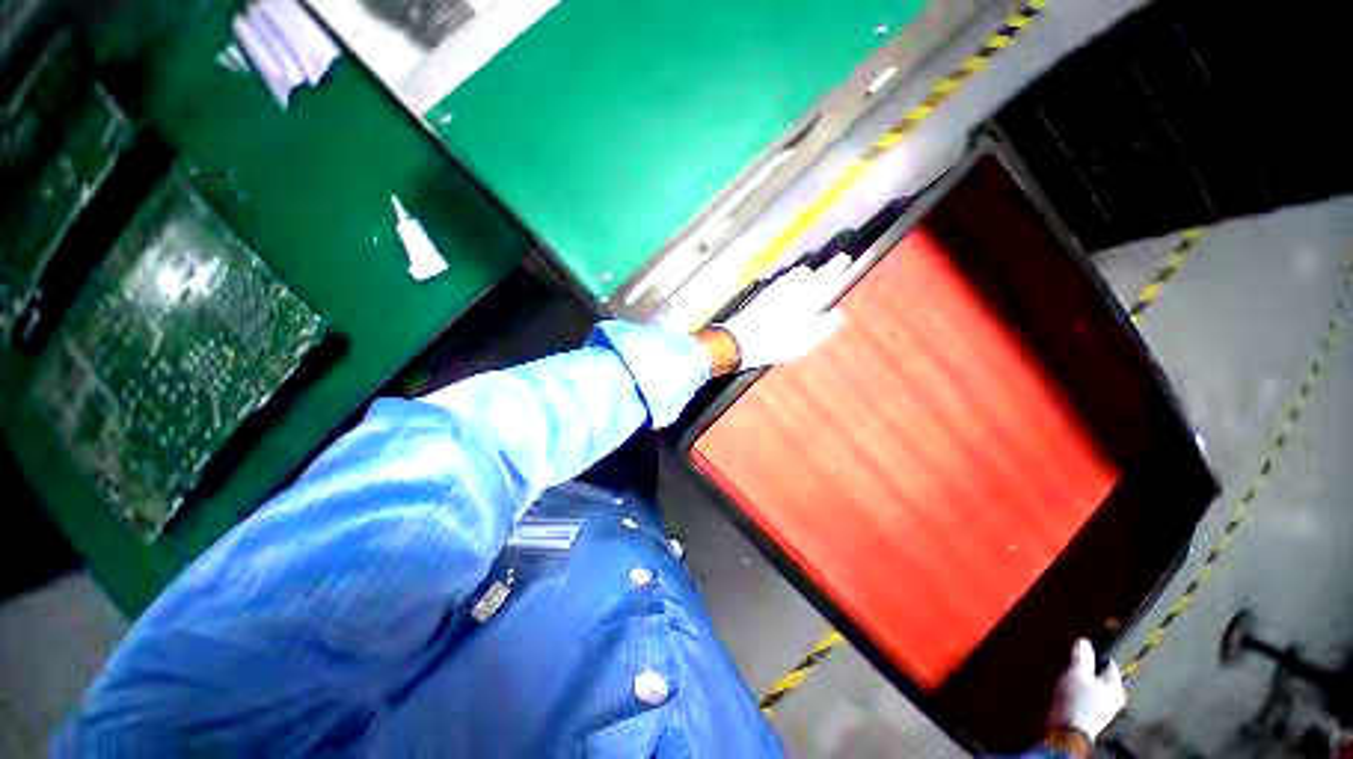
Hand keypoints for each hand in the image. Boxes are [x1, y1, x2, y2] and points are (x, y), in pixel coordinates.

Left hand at [717, 255, 851, 369]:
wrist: (739, 340)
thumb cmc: (774, 343)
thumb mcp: (804, 341)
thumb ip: (823, 326)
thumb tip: (837, 315)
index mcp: (805, 300)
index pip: (826, 279)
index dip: (837, 269)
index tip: (846, 260)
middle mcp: (790, 290)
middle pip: (809, 273)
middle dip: (822, 269)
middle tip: (835, 265)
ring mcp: (773, 291)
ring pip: (794, 275)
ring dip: (806, 274)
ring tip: (813, 276)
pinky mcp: (762, 296)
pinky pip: (781, 281)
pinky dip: (791, 280)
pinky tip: (789, 286)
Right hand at [1049, 638, 1125, 741]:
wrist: (1069, 729)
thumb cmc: (1077, 699)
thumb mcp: (1077, 674)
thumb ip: (1081, 657)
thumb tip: (1084, 640)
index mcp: (1116, 687)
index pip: (1110, 665)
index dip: (1097, 655)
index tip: (1083, 650)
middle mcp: (1116, 698)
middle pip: (1103, 677)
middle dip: (1090, 669)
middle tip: (1075, 662)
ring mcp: (1106, 708)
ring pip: (1096, 687)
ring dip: (1086, 681)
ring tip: (1071, 674)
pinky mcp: (1095, 715)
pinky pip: (1091, 696)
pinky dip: (1083, 691)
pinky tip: (1071, 688)